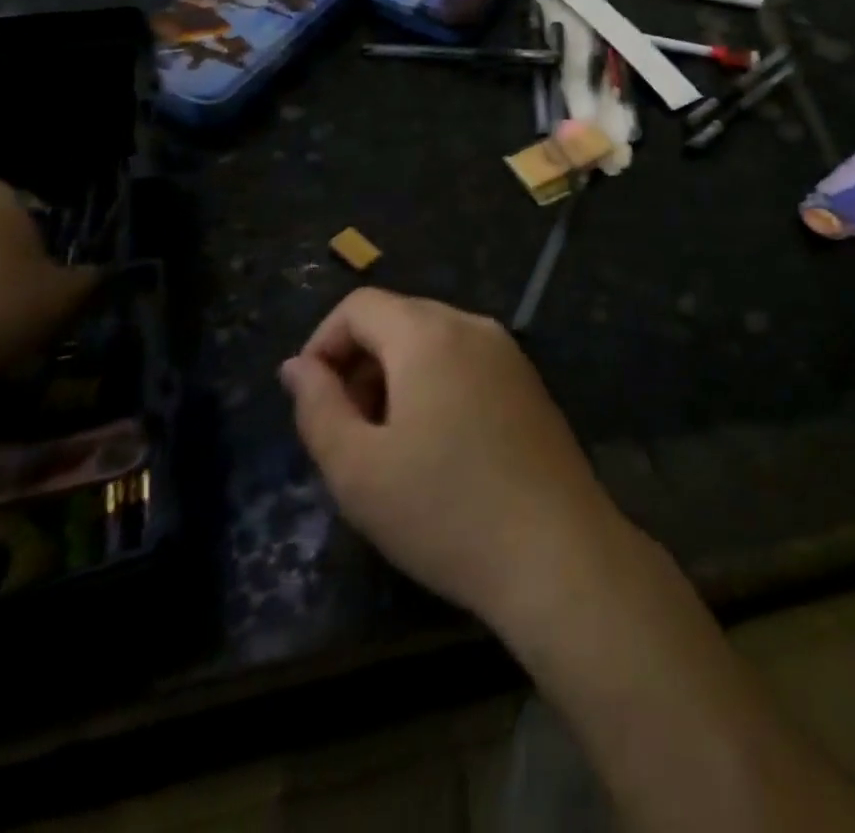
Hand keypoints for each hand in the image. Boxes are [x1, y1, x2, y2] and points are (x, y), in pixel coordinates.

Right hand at [279, 288, 621, 627]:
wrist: (556, 549)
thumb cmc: (444, 510)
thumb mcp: (357, 469)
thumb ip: (317, 407)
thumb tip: (298, 365)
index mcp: (430, 333)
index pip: (361, 304)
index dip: (323, 342)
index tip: (311, 399)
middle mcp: (474, 326)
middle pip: (399, 318)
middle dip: (360, 362)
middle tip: (348, 429)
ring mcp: (509, 352)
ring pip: (434, 340)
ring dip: (397, 375)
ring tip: (389, 443)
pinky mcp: (529, 382)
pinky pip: (467, 361)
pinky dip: (436, 383)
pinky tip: (438, 445)